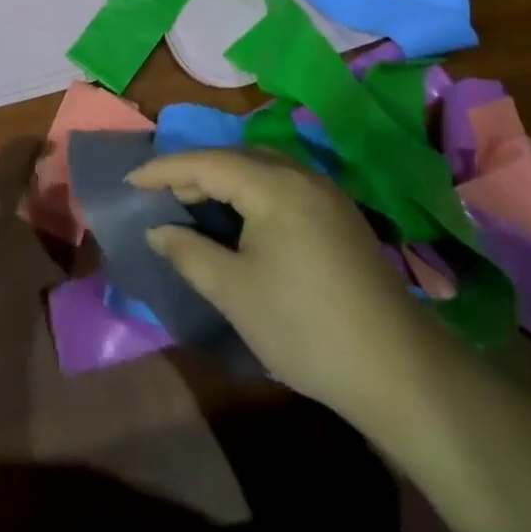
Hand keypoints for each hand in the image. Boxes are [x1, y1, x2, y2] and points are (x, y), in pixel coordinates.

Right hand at [129, 149, 445, 424]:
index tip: (130, 181)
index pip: (205, 163)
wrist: (401, 372)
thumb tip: (159, 230)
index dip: (163, 170)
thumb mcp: (234, 292)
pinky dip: (250, 194)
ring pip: (259, 170)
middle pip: (233, 158)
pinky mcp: (340, 217)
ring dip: (222, 182)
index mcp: (273, 185)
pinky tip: (241, 222)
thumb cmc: (304, 327)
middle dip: (192, 173)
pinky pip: (282, 186)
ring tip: (193, 206)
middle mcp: (301, 175)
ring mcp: (326, 195)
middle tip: (159, 196)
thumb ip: (189, 252)